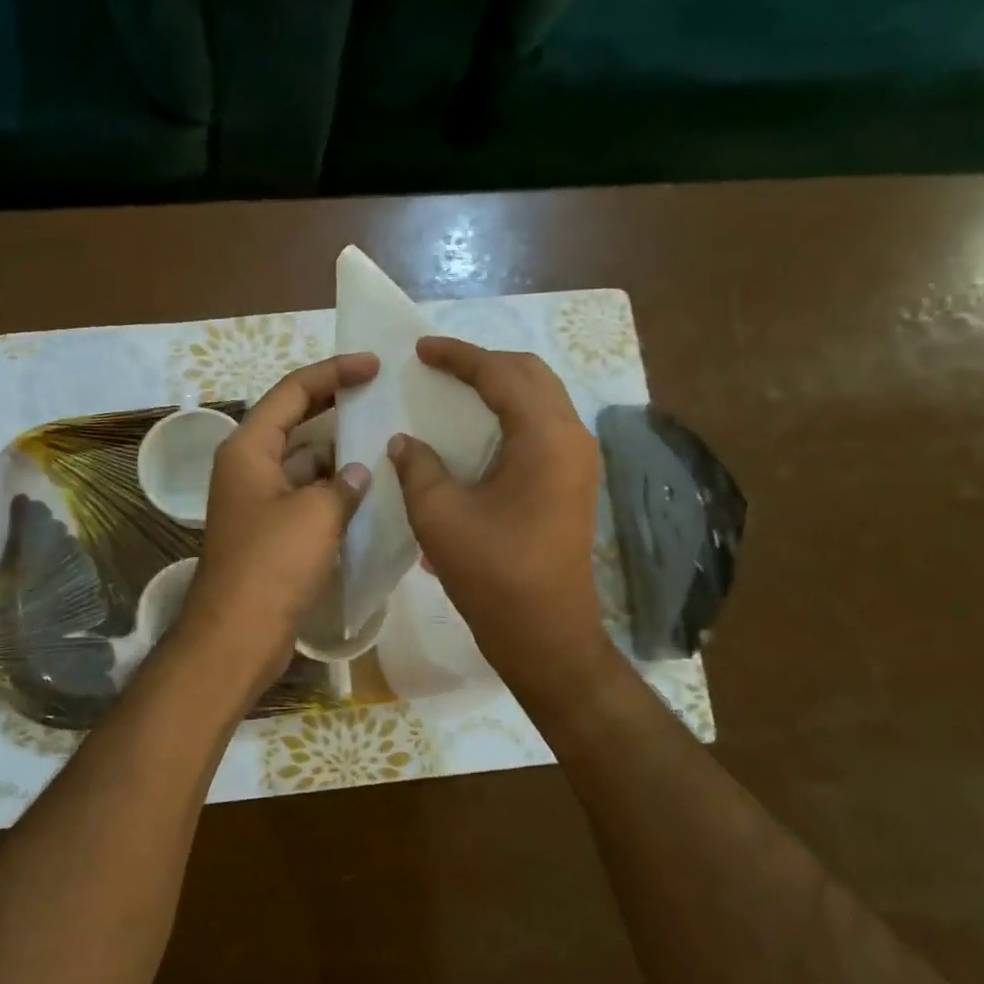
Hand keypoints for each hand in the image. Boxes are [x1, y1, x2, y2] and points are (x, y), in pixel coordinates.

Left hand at [179, 354, 376, 694]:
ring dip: (340, 452)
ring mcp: (259, 500)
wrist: (238, 634)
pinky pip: (307, 495)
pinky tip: (371, 490)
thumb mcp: (316, 515)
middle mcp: (249, 467)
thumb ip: (344, 485)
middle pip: (297, 422)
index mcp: (249, 448)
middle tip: (382, 394)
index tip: (373, 364)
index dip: (333, 372)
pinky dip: (335, 490)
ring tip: (387, 440)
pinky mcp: (271, 531)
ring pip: (305, 461)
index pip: (293, 392)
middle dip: (337, 406)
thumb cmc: (272, 564)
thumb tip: (360, 472)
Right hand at [388, 337, 609, 701]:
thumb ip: (418, 466)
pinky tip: (479, 430)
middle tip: (440, 366)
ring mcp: (579, 461)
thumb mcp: (440, 516)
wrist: (546, 634)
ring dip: (502, 386)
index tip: (421, 349)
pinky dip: (511, 414)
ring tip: (457, 390)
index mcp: (544, 437)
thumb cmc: (492, 573)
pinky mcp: (574, 482)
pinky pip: (544, 426)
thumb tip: (404, 440)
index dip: (459, 356)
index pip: (501, 374)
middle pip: (531, 375)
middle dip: (485, 362)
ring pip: (542, 399)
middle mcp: (572, 438)